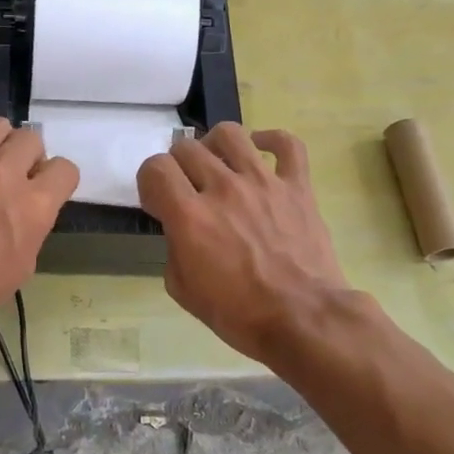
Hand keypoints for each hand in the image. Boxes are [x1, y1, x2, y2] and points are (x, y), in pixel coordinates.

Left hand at [0, 118, 78, 338]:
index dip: (58, 181)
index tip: (46, 191)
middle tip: (16, 178)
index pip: (64, 169)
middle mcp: (2, 173)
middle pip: (31, 139)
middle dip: (29, 157)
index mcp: (32, 205)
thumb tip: (30, 203)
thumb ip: (33, 224)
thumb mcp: (22, 266)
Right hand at [137, 123, 349, 361]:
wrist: (304, 320)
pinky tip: (259, 151)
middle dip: (177, 166)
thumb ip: (173, 248)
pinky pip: (287, 144)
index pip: (155, 168)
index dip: (149, 181)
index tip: (158, 202)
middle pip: (187, 148)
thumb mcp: (183, 289)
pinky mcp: (297, 186)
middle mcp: (223, 189)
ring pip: (230, 134)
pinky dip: (270, 140)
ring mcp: (263, 182)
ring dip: (214, 145)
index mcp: (191, 216)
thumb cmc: (239, 314)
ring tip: (217, 163)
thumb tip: (181, 229)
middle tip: (186, 189)